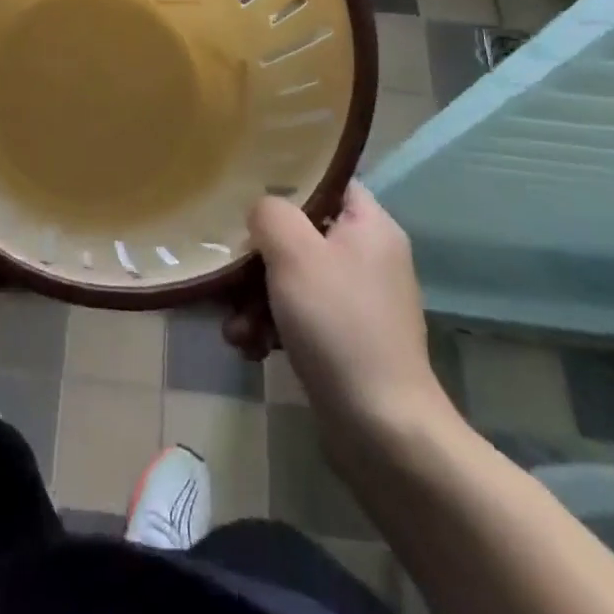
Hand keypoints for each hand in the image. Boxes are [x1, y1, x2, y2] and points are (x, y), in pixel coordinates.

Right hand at [224, 183, 457, 441]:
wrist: (384, 432)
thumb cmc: (339, 324)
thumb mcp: (295, 253)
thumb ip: (271, 213)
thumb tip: (263, 211)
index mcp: (370, 226)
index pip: (328, 181)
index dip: (288, 181)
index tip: (248, 193)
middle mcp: (370, 257)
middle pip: (302, 234)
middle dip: (258, 257)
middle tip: (229, 273)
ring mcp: (360, 302)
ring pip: (295, 279)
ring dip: (256, 299)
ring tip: (235, 327)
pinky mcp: (348, 342)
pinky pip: (301, 316)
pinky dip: (273, 327)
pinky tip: (250, 348)